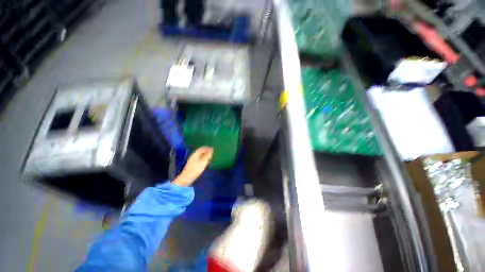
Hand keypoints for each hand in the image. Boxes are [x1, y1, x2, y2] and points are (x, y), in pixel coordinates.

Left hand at [172, 147, 212, 186]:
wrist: (186, 178)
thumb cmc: (195, 169)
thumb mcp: (203, 162)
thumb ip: (207, 155)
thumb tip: (211, 150)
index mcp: (195, 154)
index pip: (202, 148)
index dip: (207, 148)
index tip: (213, 148)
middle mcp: (193, 156)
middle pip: (200, 151)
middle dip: (206, 151)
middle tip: (212, 152)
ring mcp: (192, 160)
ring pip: (200, 155)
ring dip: (205, 155)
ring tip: (210, 156)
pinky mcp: (193, 165)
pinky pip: (199, 159)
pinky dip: (203, 158)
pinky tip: (206, 161)